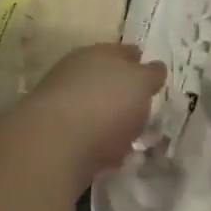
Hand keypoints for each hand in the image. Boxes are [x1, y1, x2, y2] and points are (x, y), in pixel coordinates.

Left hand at [17, 43, 164, 180]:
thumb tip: (156, 68)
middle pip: (106, 81)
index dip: (139, 61)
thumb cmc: (105, 104)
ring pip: (95, 110)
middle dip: (124, 94)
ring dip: (110, 122)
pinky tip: (110, 159)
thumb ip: (150, 75)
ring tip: (130, 139)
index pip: (123, 52)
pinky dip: (98, 145)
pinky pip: (86, 138)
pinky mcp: (55, 136)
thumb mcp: (140, 83)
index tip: (153, 76)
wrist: (54, 144)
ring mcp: (62, 105)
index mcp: (97, 53)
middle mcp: (76, 74)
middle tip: (143, 111)